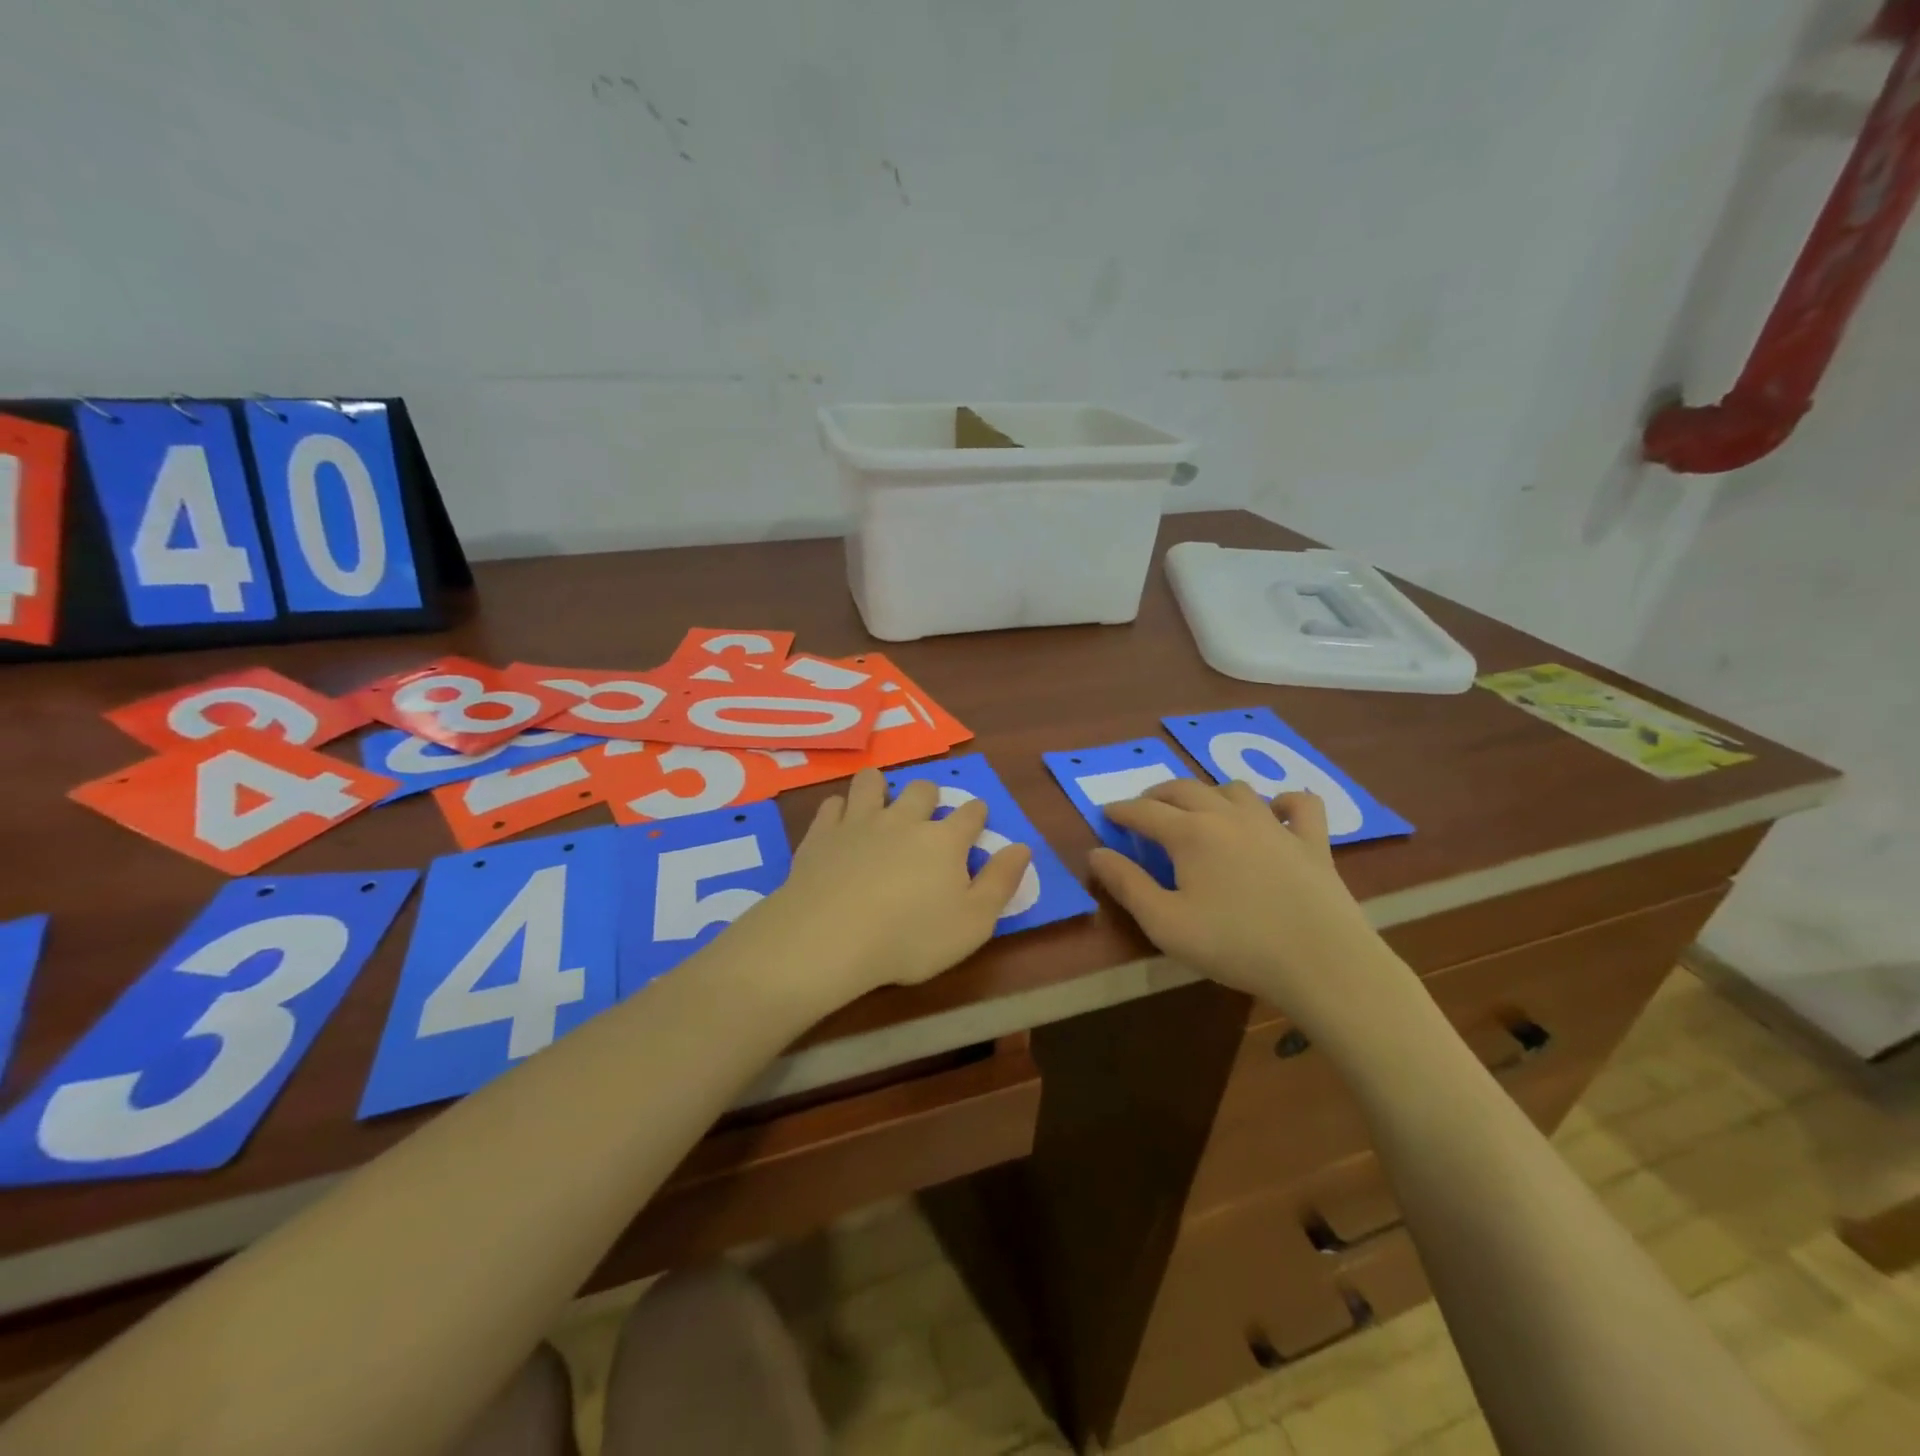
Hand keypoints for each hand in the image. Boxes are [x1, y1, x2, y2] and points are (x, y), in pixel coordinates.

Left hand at [731, 768, 1031, 1008]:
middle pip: (922, 789)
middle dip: (929, 797)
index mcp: (944, 840)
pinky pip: (833, 803)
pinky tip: (841, 824)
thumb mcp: (973, 923)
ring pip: (873, 782)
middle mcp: (904, 820)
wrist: (831, 938)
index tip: (977, 820)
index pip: (970, 813)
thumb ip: (1000, 882)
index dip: (977, 814)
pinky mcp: (823, 832)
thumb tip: (1022, 847)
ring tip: (881, 805)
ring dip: (881, 788)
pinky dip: (841, 809)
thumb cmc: (910, 938)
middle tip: (926, 817)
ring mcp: (860, 821)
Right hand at [1089, 780, 1411, 1035]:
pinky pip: (1300, 804)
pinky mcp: (1313, 841)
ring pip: (1235, 789)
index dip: (1121, 810)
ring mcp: (1275, 824)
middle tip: (1143, 807)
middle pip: (1185, 789)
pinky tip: (1276, 812)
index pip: (1144, 811)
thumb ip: (1126, 884)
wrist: (1321, 962)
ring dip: (1209, 793)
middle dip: (1157, 794)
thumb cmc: (1234, 945)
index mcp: (1190, 833)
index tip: (1107, 813)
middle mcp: (1229, 815)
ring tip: (1199, 809)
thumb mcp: (1165, 923)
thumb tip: (1096, 854)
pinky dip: (1283, 801)